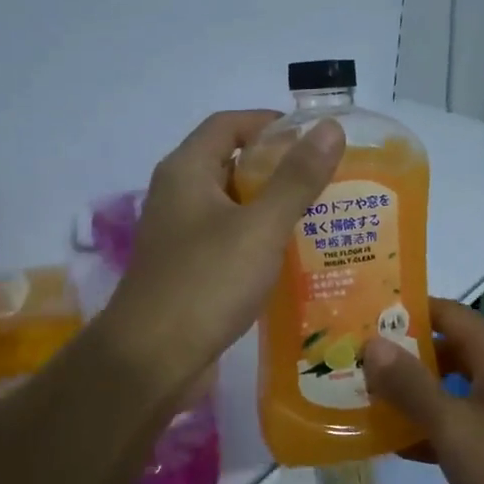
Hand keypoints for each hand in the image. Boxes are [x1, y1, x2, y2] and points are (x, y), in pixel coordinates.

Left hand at [97, 110, 344, 398]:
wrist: (152, 360)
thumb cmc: (205, 283)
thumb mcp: (260, 227)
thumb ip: (297, 179)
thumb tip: (331, 128)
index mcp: (186, 171)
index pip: (228, 124)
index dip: (271, 124)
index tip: (315, 138)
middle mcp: (178, 196)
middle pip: (231, 164)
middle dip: (279, 168)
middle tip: (328, 180)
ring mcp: (181, 236)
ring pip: (233, 207)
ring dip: (272, 208)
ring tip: (323, 217)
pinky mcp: (188, 270)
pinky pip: (229, 242)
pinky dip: (260, 242)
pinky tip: (294, 259)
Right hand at [362, 298, 483, 483]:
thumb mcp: (456, 427)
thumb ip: (411, 385)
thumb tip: (371, 342)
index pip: (442, 311)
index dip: (399, 312)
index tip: (354, 318)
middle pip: (443, 348)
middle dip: (398, 356)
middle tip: (348, 362)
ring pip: (450, 386)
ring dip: (410, 394)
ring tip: (359, 399)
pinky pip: (462, 420)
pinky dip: (431, 426)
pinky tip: (395, 444)